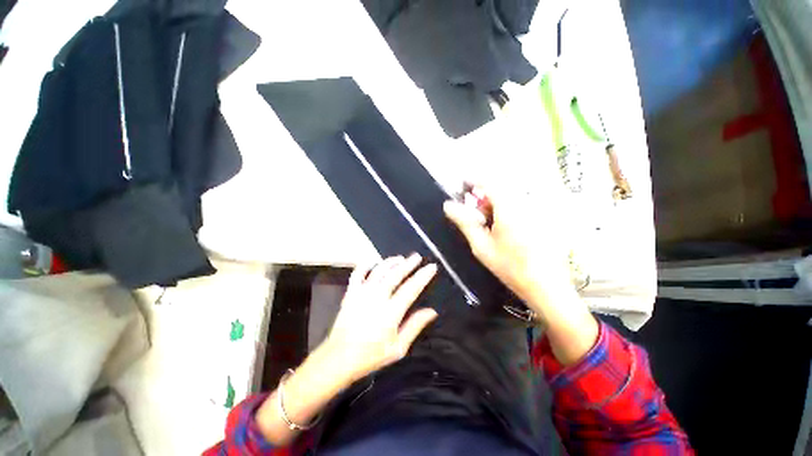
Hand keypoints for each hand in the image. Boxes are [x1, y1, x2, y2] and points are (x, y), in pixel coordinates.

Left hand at [324, 254, 438, 382]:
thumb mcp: (398, 347)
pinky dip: (366, 264)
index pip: (411, 288)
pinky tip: (373, 261)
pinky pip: (358, 273)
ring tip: (400, 258)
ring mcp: (362, 293)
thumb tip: (432, 311)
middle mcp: (377, 297)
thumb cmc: (371, 355)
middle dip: (409, 264)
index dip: (423, 276)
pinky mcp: (351, 293)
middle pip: (396, 274)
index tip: (431, 266)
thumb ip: (415, 326)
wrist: (340, 357)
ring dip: (391, 262)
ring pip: (379, 270)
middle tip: (417, 257)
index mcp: (391, 311)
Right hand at [443, 185, 573, 313]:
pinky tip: (504, 228)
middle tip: (475, 215)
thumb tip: (447, 205)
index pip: (489, 181)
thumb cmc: (510, 267)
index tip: (461, 185)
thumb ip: (465, 222)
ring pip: (510, 195)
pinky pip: (521, 202)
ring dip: (495, 203)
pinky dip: (507, 209)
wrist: (546, 286)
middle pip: (500, 187)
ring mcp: (538, 208)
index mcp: (509, 207)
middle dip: (483, 196)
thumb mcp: (481, 246)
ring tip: (488, 224)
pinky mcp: (544, 215)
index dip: (473, 180)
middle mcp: (526, 202)